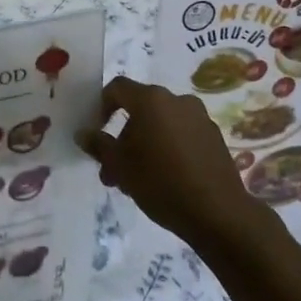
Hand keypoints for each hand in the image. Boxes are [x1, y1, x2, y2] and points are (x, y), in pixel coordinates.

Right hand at [77, 77, 271, 251]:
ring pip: (161, 123)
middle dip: (123, 136)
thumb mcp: (121, 167)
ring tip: (137, 179)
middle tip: (113, 168)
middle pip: (140, 108)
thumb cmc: (161, 183)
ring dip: (144, 144)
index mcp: (151, 100)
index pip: (118, 88)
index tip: (97, 133)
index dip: (101, 106)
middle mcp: (177, 100)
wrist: (218, 212)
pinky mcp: (214, 136)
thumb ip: (99, 145)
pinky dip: (167, 147)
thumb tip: (82, 133)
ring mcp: (199, 117)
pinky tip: (165, 178)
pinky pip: (181, 133)